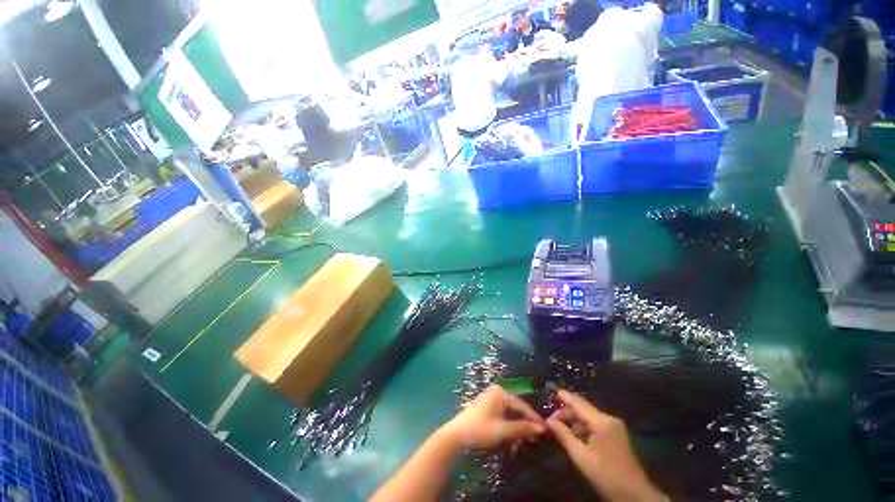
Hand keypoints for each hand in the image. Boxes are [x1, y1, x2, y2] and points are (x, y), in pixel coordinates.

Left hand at [441, 385, 545, 450]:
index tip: (546, 430)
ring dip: (515, 431)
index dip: (533, 418)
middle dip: (523, 426)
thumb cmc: (481, 429)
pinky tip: (510, 442)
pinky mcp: (487, 408)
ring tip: (518, 445)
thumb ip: (522, 428)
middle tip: (532, 441)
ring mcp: (491, 400)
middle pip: (516, 410)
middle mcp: (497, 393)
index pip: (522, 405)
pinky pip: (502, 417)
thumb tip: (541, 428)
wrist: (457, 435)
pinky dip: (507, 429)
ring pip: (510, 415)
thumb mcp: (503, 430)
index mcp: (500, 392)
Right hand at [546, 389, 666, 501]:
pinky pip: (595, 424)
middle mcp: (609, 419)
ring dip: (574, 421)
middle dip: (566, 413)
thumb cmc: (606, 475)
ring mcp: (614, 427)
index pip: (578, 403)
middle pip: (583, 408)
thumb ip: (564, 435)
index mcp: (601, 421)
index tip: (550, 392)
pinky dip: (583, 427)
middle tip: (550, 421)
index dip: (564, 396)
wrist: (634, 495)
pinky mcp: (616, 435)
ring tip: (559, 429)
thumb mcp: (581, 456)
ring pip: (588, 417)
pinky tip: (574, 435)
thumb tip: (549, 421)